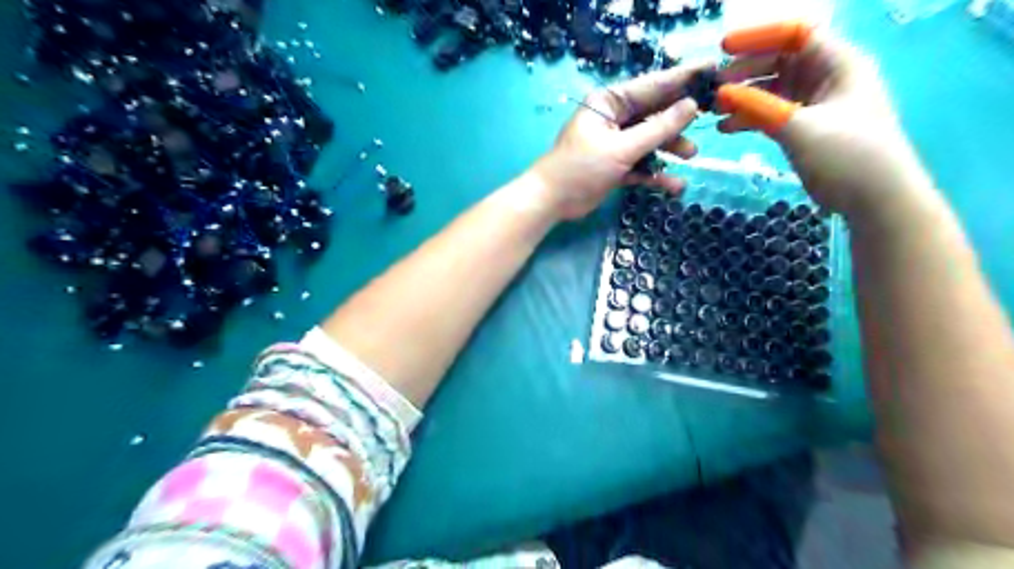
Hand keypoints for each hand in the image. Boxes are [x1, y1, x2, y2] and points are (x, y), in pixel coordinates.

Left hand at [527, 63, 706, 220]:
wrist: (552, 201)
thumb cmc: (581, 168)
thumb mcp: (622, 148)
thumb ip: (658, 129)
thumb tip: (692, 106)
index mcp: (610, 103)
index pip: (652, 87)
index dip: (682, 81)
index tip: (712, 73)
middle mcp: (614, 119)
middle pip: (654, 114)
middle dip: (678, 120)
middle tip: (709, 119)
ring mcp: (616, 144)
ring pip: (651, 141)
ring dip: (669, 148)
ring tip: (690, 155)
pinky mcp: (616, 166)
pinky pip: (642, 165)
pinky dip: (656, 174)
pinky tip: (674, 185)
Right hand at [721, 28, 932, 219]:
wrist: (875, 198)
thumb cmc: (846, 155)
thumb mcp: (799, 128)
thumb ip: (758, 107)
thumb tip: (721, 93)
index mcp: (837, 63)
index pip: (795, 34)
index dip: (758, 38)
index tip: (722, 49)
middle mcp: (826, 77)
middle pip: (779, 61)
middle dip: (745, 72)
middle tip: (713, 89)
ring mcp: (815, 103)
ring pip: (772, 90)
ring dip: (743, 98)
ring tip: (714, 112)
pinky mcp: (805, 126)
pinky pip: (772, 113)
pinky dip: (750, 118)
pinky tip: (727, 129)